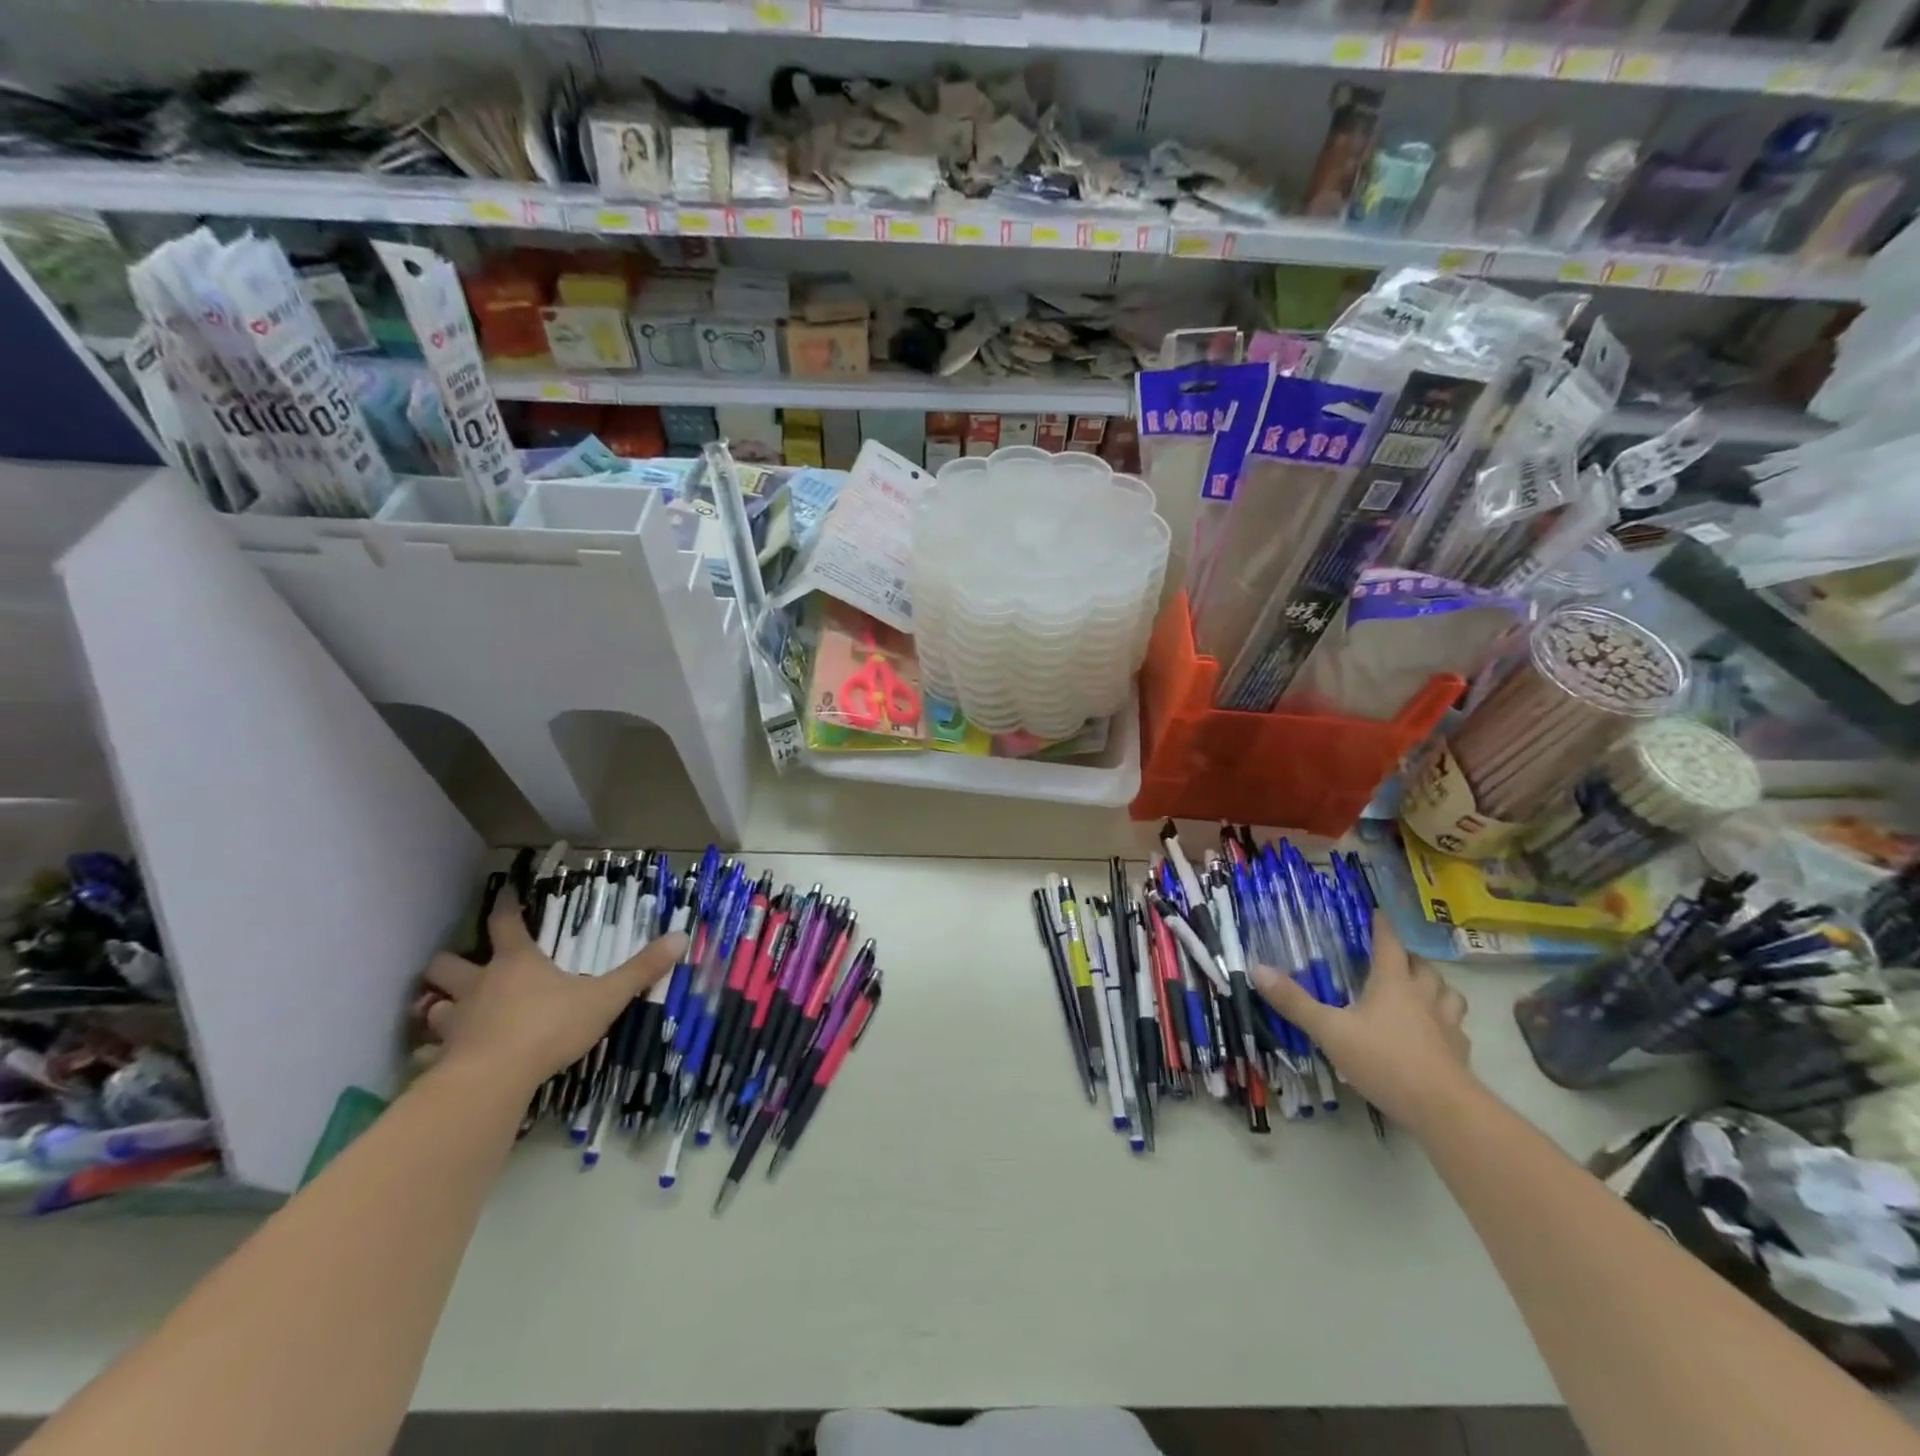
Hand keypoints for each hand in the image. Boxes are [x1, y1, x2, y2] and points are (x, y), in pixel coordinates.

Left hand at [413, 893, 686, 1093]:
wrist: (494, 1079)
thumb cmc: (549, 1027)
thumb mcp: (605, 997)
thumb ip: (640, 970)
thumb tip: (681, 937)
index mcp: (516, 963)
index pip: (505, 923)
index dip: (504, 906)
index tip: (502, 893)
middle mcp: (479, 985)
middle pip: (447, 964)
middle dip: (450, 964)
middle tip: (463, 969)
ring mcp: (455, 1022)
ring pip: (433, 1007)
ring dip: (440, 1007)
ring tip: (452, 1013)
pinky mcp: (441, 1058)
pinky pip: (429, 1052)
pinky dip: (433, 1053)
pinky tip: (443, 1061)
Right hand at [1251, 912, 1475, 1134]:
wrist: (1443, 1110)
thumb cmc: (1384, 1060)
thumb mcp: (1329, 1031)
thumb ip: (1295, 1002)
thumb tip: (1257, 969)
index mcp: (1393, 984)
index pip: (1389, 944)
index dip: (1382, 927)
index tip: (1377, 913)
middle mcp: (1424, 997)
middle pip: (1424, 967)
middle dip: (1410, 959)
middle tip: (1393, 959)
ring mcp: (1447, 1026)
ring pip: (1449, 995)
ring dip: (1436, 988)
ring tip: (1420, 992)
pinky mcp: (1460, 1054)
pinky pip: (1456, 1029)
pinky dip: (1446, 1024)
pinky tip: (1433, 1036)